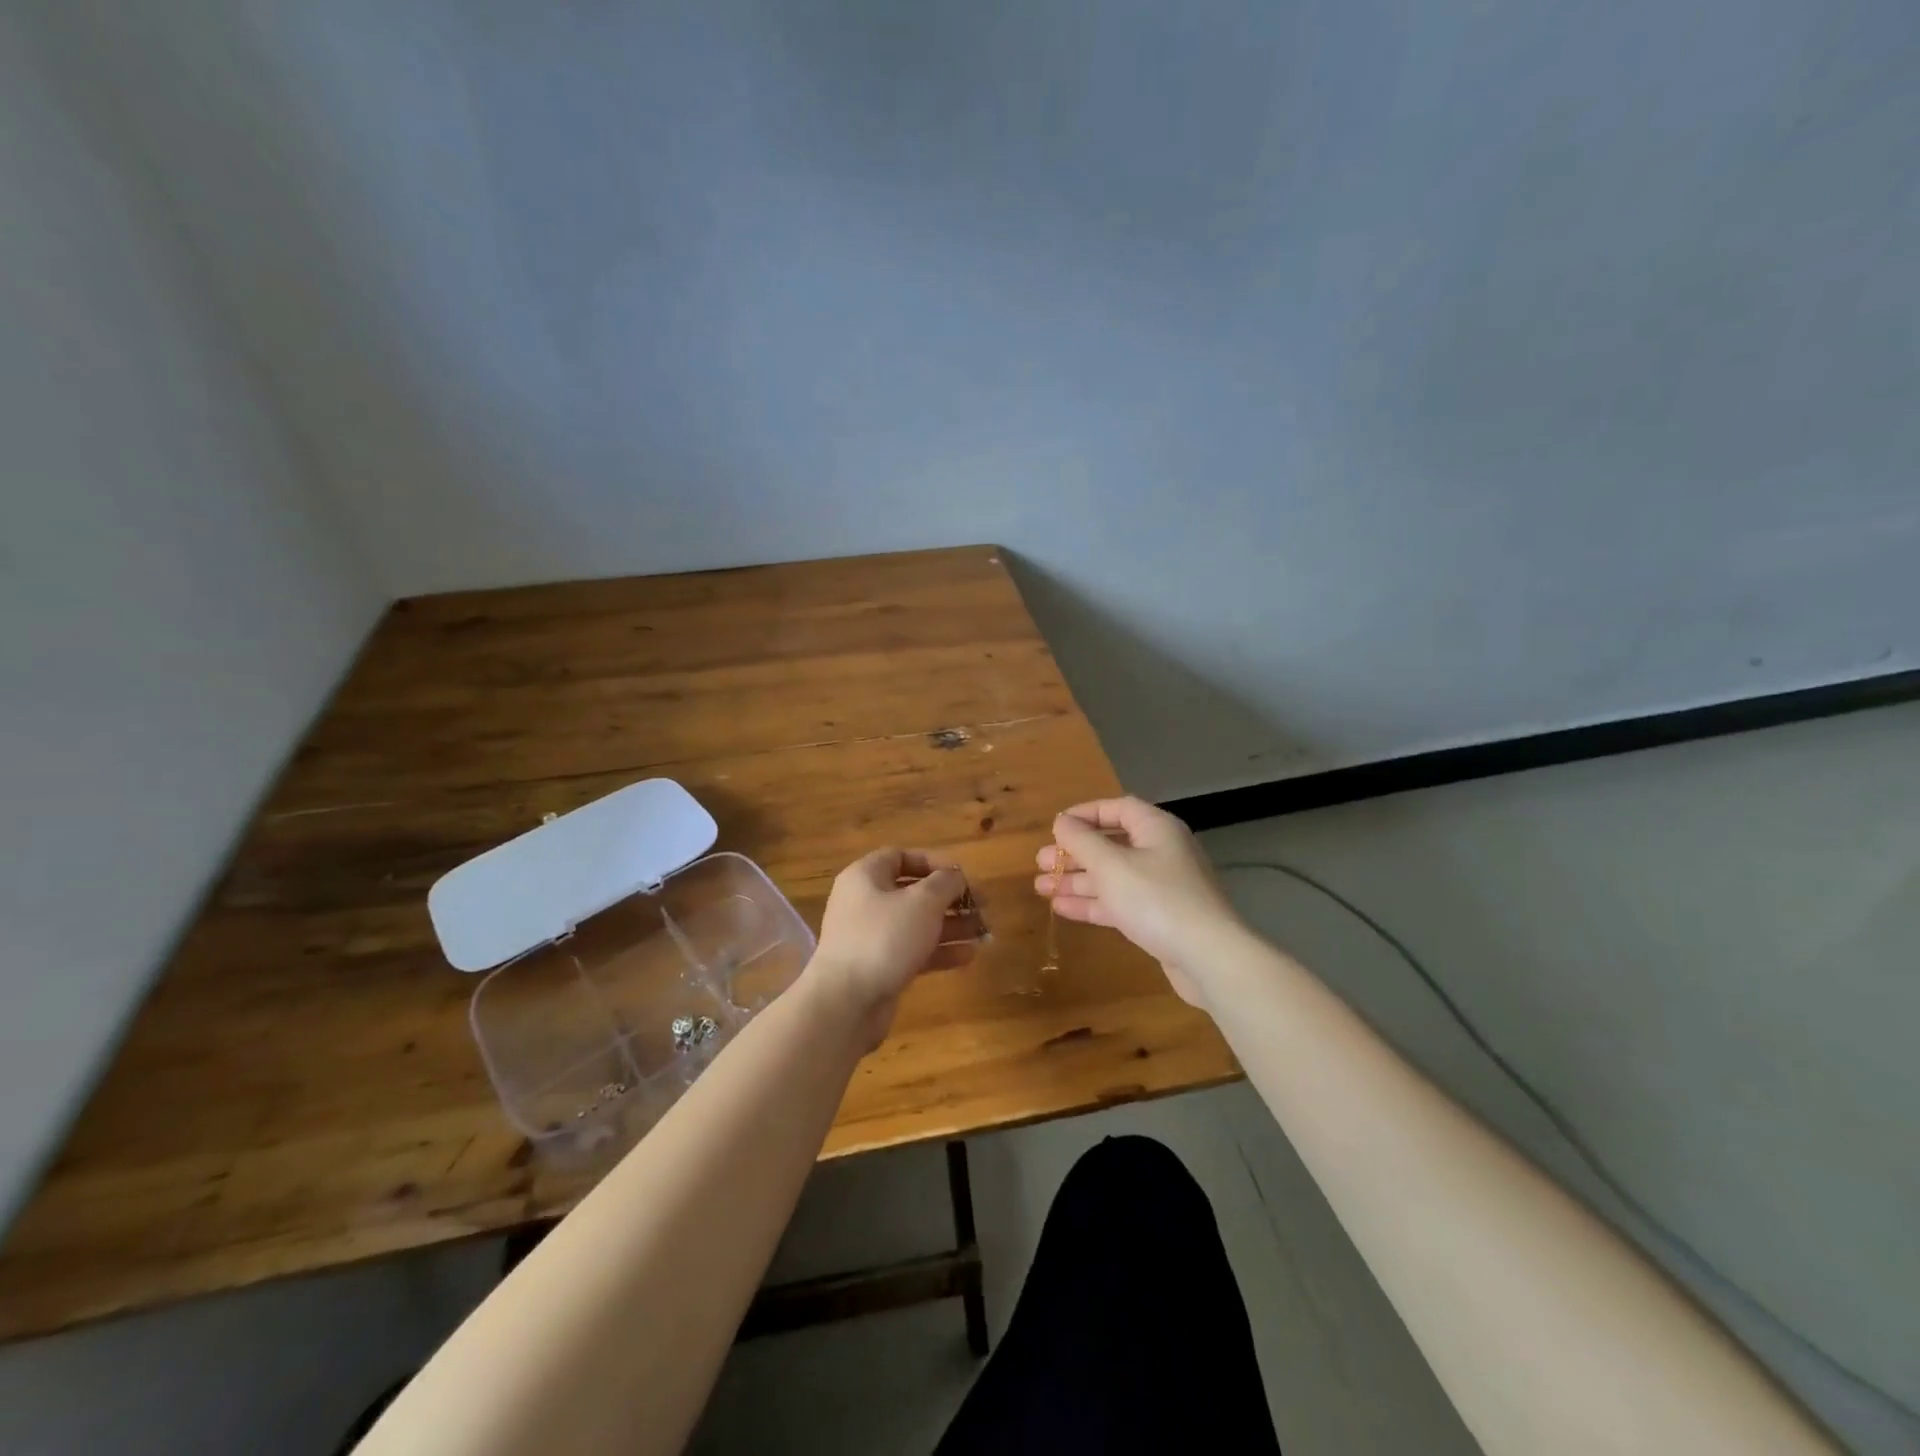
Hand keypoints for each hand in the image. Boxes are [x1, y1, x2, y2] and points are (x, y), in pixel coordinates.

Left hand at [809, 849, 979, 1043]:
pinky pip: (913, 951)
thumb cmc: (884, 938)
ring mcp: (870, 937)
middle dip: (950, 898)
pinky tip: (969, 956)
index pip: (901, 857)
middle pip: (913, 892)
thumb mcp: (923, 902)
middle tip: (983, 907)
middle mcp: (865, 902)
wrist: (846, 1002)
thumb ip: (945, 883)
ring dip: (951, 926)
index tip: (964, 876)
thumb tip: (955, 876)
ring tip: (984, 932)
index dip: (934, 862)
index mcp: (866, 877)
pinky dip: (939, 951)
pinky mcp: (879, 967)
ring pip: (917, 924)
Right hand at [1034, 797, 1243, 1007]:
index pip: (1117, 809)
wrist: (1208, 957)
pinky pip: (1120, 902)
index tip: (1055, 827)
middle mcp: (1161, 852)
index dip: (1085, 814)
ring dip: (1077, 880)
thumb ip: (1082, 841)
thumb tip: (1062, 821)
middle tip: (1040, 863)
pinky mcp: (1159, 917)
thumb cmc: (1156, 899)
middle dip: (1074, 853)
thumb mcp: (1111, 865)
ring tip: (1041, 887)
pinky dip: (1092, 903)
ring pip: (1112, 876)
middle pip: (1111, 844)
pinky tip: (1061, 908)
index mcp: (1156, 829)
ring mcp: (1162, 886)